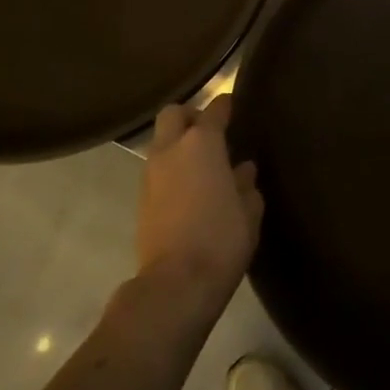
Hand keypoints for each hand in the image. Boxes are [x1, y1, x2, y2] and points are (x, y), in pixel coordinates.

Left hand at [137, 97, 262, 304]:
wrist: (176, 284)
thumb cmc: (222, 237)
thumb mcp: (249, 210)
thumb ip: (245, 184)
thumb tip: (242, 170)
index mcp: (202, 144)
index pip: (213, 110)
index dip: (225, 105)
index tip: (233, 105)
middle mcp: (171, 150)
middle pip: (173, 114)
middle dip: (190, 116)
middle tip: (210, 130)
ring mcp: (151, 175)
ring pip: (161, 142)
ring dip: (178, 144)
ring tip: (202, 163)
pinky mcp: (141, 200)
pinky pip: (157, 170)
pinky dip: (172, 169)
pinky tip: (190, 188)